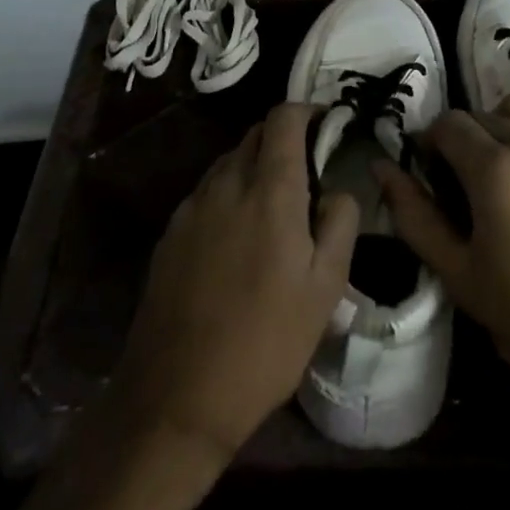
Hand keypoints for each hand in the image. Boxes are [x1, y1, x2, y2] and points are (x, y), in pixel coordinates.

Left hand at [109, 103, 358, 457]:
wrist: (176, 398)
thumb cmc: (265, 342)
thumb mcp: (326, 288)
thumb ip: (340, 222)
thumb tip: (336, 189)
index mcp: (269, 190)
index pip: (283, 118)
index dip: (307, 111)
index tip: (326, 126)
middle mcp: (226, 185)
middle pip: (255, 135)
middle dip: (284, 139)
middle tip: (308, 174)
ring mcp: (191, 208)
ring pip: (229, 163)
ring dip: (255, 167)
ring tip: (274, 210)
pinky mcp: (169, 234)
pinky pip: (207, 194)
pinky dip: (229, 195)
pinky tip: (237, 240)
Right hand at [377, 50, 509, 428]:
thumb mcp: (462, 277)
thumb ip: (415, 217)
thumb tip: (380, 168)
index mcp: (494, 171)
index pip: (448, 129)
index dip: (431, 146)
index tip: (430, 173)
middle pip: (484, 118)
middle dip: (466, 140)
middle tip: (466, 182)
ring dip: (505, 121)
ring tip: (503, 153)